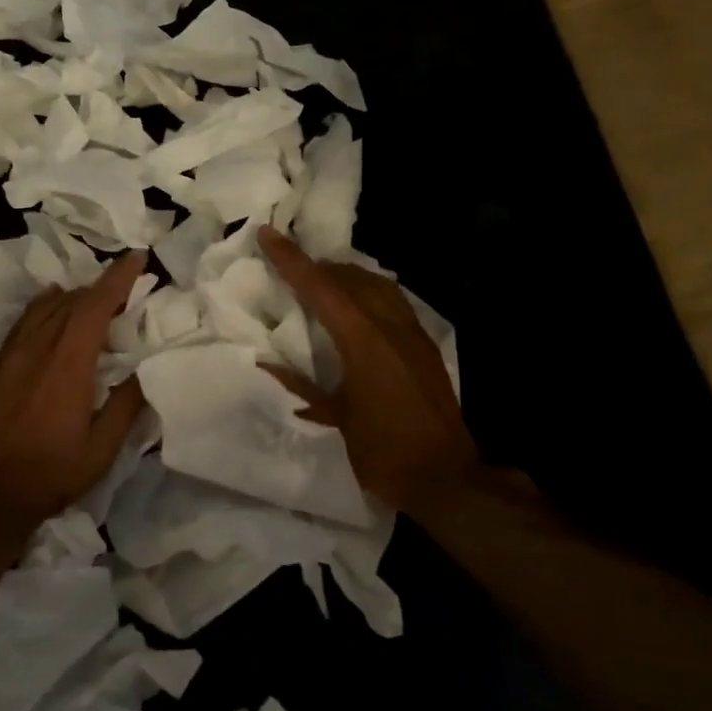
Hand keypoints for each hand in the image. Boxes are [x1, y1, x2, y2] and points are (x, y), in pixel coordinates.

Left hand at [0, 251, 149, 542]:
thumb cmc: (47, 476)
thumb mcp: (100, 451)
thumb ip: (126, 407)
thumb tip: (147, 370)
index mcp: (68, 365)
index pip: (95, 307)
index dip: (118, 279)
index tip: (137, 258)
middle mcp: (38, 349)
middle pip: (71, 302)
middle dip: (101, 287)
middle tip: (126, 286)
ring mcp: (13, 355)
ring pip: (45, 308)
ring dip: (73, 296)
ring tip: (95, 297)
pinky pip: (24, 321)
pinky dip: (44, 306)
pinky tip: (50, 307)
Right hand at [258, 226, 486, 519]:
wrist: (444, 477)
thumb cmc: (382, 451)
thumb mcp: (336, 417)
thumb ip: (301, 385)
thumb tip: (267, 364)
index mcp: (362, 341)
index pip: (320, 288)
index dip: (290, 259)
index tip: (268, 234)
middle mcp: (389, 327)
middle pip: (350, 278)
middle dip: (318, 266)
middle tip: (292, 265)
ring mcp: (413, 334)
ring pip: (378, 285)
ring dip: (348, 276)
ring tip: (325, 279)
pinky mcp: (426, 347)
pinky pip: (395, 302)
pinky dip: (371, 292)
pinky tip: (361, 305)